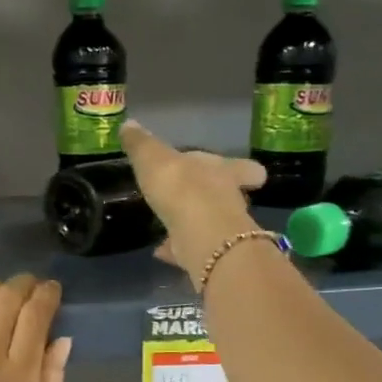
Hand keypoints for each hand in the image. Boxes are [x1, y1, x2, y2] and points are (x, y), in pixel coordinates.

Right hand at [120, 119, 264, 284]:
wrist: (199, 235)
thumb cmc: (182, 187)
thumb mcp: (154, 159)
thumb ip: (142, 145)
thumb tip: (129, 125)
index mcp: (223, 171)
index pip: (240, 167)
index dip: (243, 170)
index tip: (253, 175)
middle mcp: (229, 200)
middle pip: (229, 197)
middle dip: (215, 199)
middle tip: (199, 201)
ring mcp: (223, 231)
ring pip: (212, 226)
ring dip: (196, 225)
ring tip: (175, 226)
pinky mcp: (211, 257)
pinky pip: (193, 250)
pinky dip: (179, 250)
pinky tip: (161, 252)